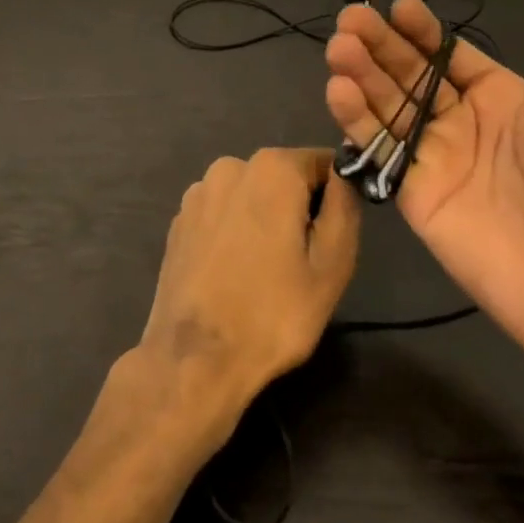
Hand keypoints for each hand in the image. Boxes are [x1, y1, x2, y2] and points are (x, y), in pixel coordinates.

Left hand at [138, 148, 360, 428]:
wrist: (195, 359)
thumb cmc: (274, 313)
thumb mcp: (333, 264)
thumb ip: (344, 207)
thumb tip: (342, 177)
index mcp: (272, 168)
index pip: (322, 163)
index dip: (334, 197)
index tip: (331, 238)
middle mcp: (230, 166)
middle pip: (283, 177)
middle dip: (297, 209)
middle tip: (301, 262)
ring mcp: (198, 192)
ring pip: (250, 195)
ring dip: (263, 220)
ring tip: (264, 271)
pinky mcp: (179, 220)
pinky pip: (222, 214)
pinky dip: (233, 232)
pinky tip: (232, 273)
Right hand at [324, 0, 523, 363]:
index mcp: (505, 100)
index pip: (450, 54)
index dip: (423, 31)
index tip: (399, 7)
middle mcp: (463, 122)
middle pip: (410, 73)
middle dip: (380, 44)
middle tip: (352, 18)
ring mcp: (435, 158)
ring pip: (387, 105)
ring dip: (360, 74)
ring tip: (339, 48)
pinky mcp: (414, 194)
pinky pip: (380, 151)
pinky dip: (356, 121)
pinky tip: (338, 90)